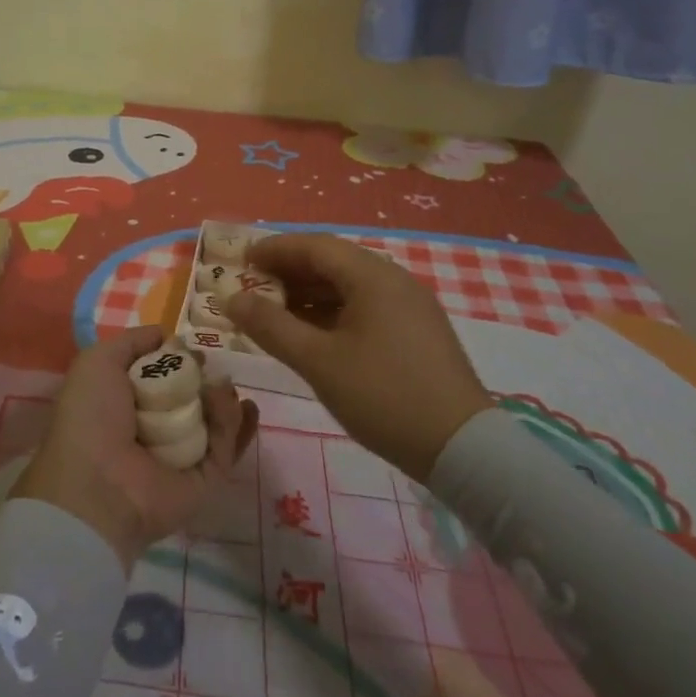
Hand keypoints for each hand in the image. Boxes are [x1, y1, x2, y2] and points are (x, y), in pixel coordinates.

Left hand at [14, 328, 258, 571]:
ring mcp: (181, 456)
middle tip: (216, 367)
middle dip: (208, 379)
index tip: (194, 349)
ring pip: (214, 421)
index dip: (179, 360)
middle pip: (192, 398)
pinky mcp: (204, 480)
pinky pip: (225, 448)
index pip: (162, 378)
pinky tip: (240, 405)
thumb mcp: (99, 362)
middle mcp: (154, 429)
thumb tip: (166, 336)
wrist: (97, 485)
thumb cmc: (92, 417)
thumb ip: (133, 342)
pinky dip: (235, 425)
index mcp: (126, 404)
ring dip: (224, 399)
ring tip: (224, 385)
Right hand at [223, 232, 491, 481]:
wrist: (464, 449)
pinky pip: (365, 306)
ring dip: (309, 293)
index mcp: (372, 276)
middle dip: (289, 272)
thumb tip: (232, 299)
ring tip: (274, 312)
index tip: (241, 261)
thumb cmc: (384, 396)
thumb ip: (271, 326)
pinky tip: (313, 334)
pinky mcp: (417, 331)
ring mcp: (410, 305)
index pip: (314, 246)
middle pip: (332, 262)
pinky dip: (333, 311)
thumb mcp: (318, 362)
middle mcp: (393, 279)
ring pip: (349, 285)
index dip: (274, 250)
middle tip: (252, 287)